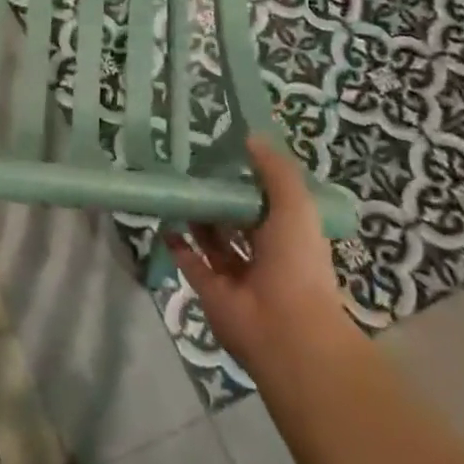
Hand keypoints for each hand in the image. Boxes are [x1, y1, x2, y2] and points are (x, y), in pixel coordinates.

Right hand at [165, 134, 352, 378]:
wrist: (285, 328)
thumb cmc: (296, 262)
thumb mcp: (295, 205)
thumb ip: (275, 170)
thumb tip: (250, 136)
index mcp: (289, 235)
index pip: (267, 202)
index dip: (249, 180)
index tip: (225, 155)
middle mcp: (264, 254)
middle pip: (237, 221)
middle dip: (220, 199)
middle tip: (194, 170)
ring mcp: (236, 274)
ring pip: (213, 240)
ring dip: (198, 218)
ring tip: (178, 190)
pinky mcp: (210, 290)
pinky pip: (191, 262)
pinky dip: (178, 244)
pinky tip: (166, 222)